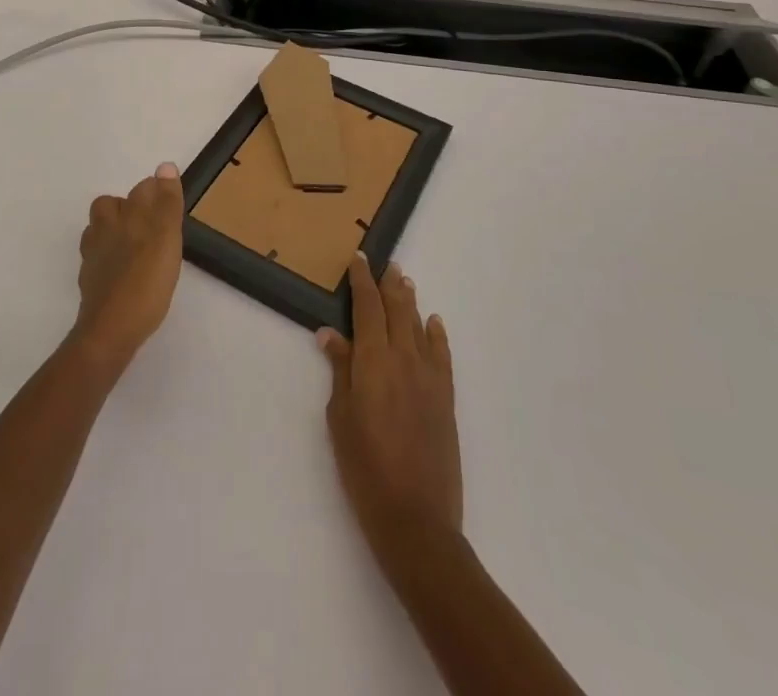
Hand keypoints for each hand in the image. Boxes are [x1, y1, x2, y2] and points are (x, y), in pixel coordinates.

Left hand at [72, 163, 184, 372]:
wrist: (111, 330)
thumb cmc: (145, 282)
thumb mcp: (166, 237)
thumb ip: (166, 203)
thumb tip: (165, 166)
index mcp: (123, 217)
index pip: (141, 190)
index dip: (156, 192)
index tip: (171, 204)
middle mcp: (104, 231)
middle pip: (110, 206)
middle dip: (128, 207)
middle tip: (153, 223)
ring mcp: (93, 257)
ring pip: (99, 231)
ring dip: (115, 230)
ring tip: (137, 244)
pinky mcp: (90, 282)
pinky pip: (97, 258)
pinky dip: (109, 257)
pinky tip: (124, 270)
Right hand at [319, 255, 461, 560]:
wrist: (416, 519)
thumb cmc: (365, 468)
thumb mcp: (340, 418)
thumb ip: (340, 371)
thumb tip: (331, 334)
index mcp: (373, 361)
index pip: (368, 308)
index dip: (362, 281)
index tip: (358, 259)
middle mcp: (404, 359)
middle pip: (398, 310)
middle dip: (389, 284)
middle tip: (385, 263)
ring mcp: (429, 378)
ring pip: (419, 327)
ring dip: (410, 302)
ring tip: (403, 282)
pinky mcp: (446, 399)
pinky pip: (442, 355)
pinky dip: (437, 334)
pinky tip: (433, 322)